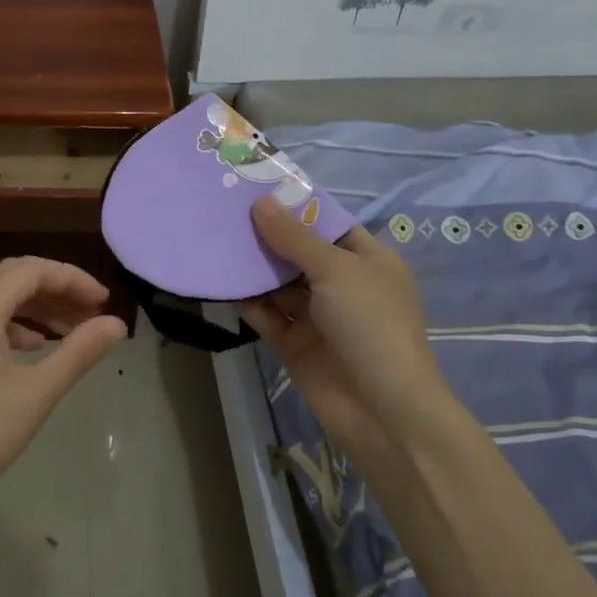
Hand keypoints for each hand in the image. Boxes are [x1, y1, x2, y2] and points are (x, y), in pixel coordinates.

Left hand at [0, 257, 126, 545]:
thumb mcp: (35, 393)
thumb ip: (79, 352)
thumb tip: (116, 324)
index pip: (31, 270)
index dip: (72, 278)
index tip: (104, 302)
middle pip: (11, 279)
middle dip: (55, 290)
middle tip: (92, 314)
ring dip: (35, 309)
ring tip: (71, 333)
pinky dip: (13, 328)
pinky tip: (32, 351)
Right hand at [238, 196, 447, 456]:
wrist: (381, 409)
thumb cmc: (370, 324)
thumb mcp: (336, 270)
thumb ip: (294, 237)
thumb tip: (260, 202)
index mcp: (368, 261)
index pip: (328, 224)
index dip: (296, 206)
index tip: (256, 187)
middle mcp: (343, 285)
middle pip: (299, 252)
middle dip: (267, 234)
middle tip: (224, 210)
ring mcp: (319, 316)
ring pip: (279, 284)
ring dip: (252, 267)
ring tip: (215, 239)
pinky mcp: (296, 343)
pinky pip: (267, 315)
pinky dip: (247, 301)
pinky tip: (219, 281)